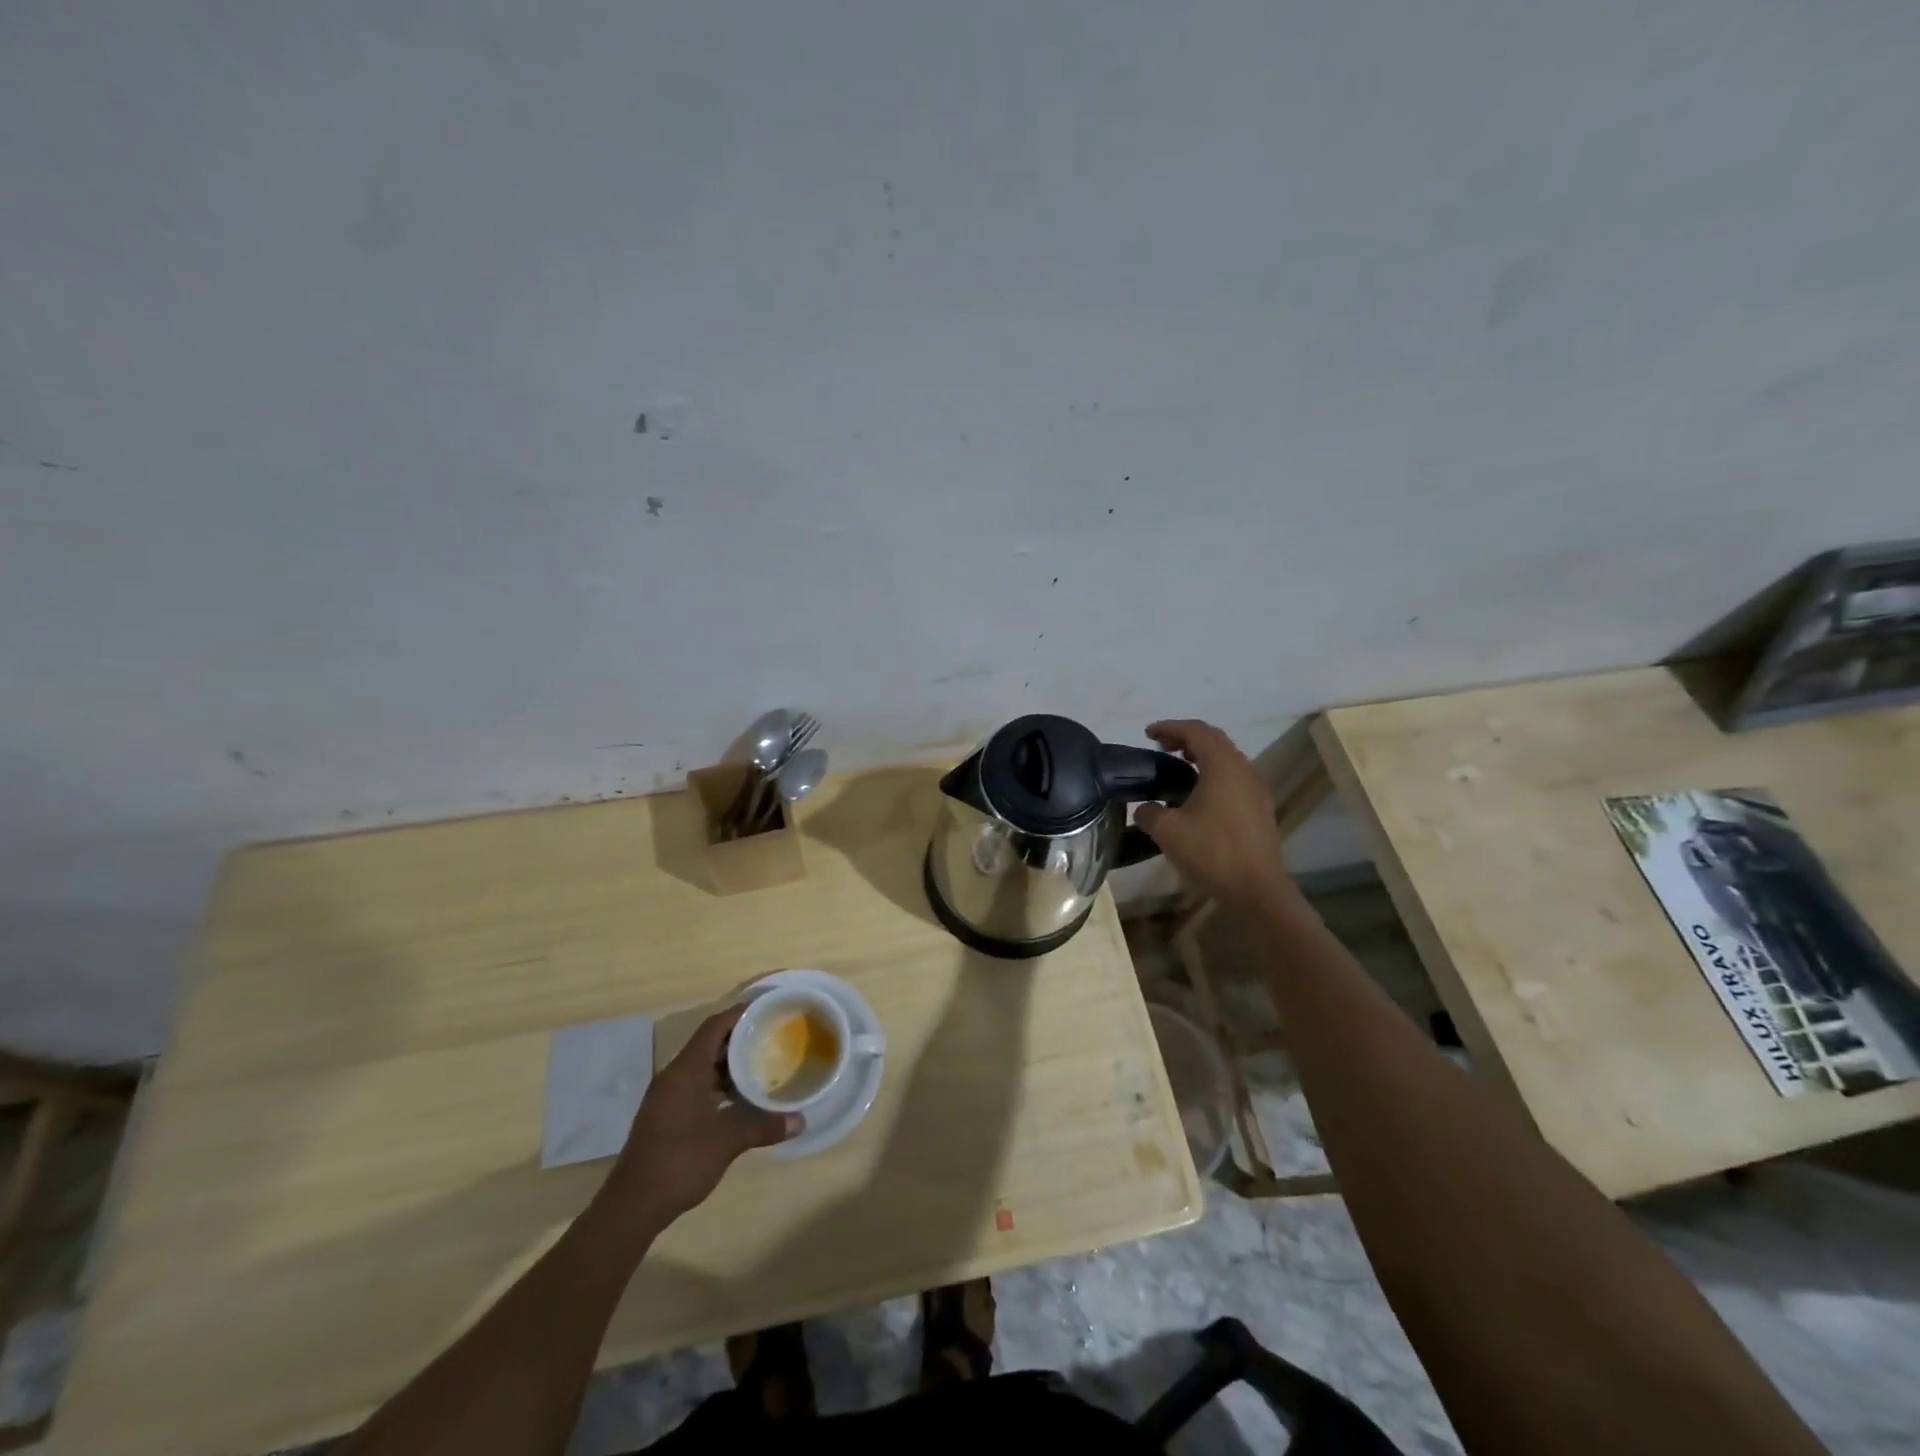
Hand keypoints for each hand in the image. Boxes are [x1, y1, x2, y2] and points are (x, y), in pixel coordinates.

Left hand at [605, 1003, 799, 1225]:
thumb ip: (764, 1126)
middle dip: (739, 1039)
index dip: (739, 1014)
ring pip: (702, 1068)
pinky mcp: (665, 1118)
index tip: (766, 1009)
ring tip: (762, 1065)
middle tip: (771, 1036)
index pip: (714, 1027)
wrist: (632, 1207)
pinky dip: (719, 1086)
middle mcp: (673, 1077)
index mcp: (685, 1071)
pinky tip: (740, 1100)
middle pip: (708, 1045)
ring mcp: (667, 1099)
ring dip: (729, 1065)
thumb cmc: (680, 1161)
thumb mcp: (727, 1141)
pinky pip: (696, 1087)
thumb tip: (801, 1121)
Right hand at [1134, 719, 1297, 911]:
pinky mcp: (1259, 808)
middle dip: (1186, 738)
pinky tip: (1196, 796)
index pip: (1195, 731)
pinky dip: (1212, 774)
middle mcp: (1243, 769)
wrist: (1256, 889)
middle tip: (1161, 747)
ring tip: (1176, 768)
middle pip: (1214, 740)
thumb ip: (1149, 812)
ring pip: (1226, 759)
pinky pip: (1233, 778)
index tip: (1148, 734)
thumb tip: (1146, 808)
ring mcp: (1255, 789)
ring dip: (1201, 756)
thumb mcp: (1167, 831)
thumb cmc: (1211, 852)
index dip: (1169, 727)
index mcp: (1222, 765)